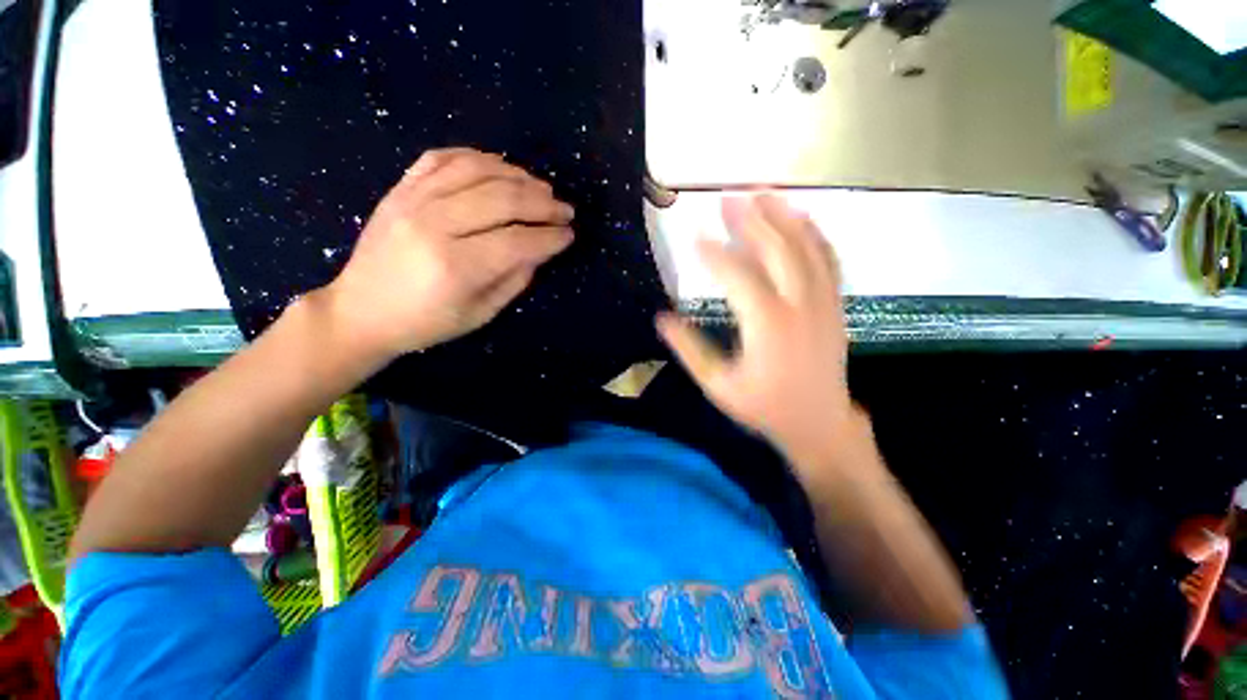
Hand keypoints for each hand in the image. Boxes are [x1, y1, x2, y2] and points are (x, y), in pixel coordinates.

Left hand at [323, 148, 573, 363]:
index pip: (518, 241)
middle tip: (565, 210)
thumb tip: (541, 249)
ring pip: (477, 171)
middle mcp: (434, 224)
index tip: (569, 235)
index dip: (550, 236)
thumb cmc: (425, 322)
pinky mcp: (400, 188)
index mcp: (455, 266)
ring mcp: (413, 200)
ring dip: (518, 176)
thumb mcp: (480, 313)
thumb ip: (515, 279)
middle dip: (543, 203)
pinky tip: (500, 168)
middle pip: (502, 199)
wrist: (360, 310)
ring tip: (541, 188)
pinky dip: (478, 158)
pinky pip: (443, 157)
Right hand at [657, 195, 855, 473]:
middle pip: (776, 251)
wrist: (818, 423)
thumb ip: (690, 349)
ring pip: (806, 249)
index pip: (737, 276)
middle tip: (729, 198)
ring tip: (765, 193)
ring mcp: (822, 303)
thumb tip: (661, 318)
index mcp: (767, 326)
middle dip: (751, 221)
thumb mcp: (718, 385)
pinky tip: (803, 218)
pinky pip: (829, 262)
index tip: (695, 236)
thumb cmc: (764, 407)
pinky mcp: (835, 306)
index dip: (714, 254)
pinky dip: (816, 235)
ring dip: (785, 217)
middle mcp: (798, 306)